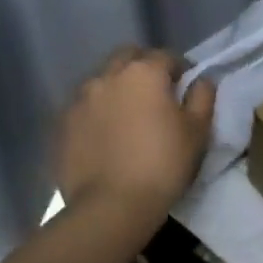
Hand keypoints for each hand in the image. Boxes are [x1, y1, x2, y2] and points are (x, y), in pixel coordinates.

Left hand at [54, 48, 214, 217]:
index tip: (185, 87)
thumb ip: (202, 97)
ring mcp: (79, 99)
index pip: (165, 56)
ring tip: (127, 115)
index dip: (179, 69)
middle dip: (143, 68)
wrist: (111, 206)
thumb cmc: (163, 164)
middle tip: (155, 94)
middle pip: (127, 58)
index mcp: (144, 73)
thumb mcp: (197, 131)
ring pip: (102, 80)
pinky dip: (96, 111)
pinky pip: (84, 106)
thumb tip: (200, 80)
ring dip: (116, 88)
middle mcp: (107, 76)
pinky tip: (105, 135)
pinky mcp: (61, 124)